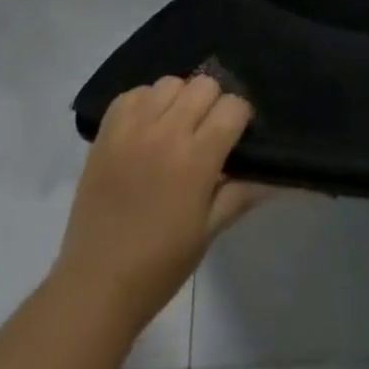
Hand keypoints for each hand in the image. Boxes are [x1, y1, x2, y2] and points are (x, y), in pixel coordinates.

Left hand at [54, 75, 268, 339]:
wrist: (94, 286)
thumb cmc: (159, 266)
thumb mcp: (208, 232)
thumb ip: (241, 193)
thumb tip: (274, 174)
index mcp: (196, 159)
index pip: (233, 107)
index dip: (240, 118)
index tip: (236, 136)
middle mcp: (167, 132)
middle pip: (204, 85)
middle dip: (213, 104)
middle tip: (206, 132)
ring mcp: (133, 127)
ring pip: (170, 83)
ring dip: (179, 99)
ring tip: (174, 127)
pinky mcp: (107, 130)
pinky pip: (134, 93)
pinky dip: (145, 103)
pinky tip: (146, 128)